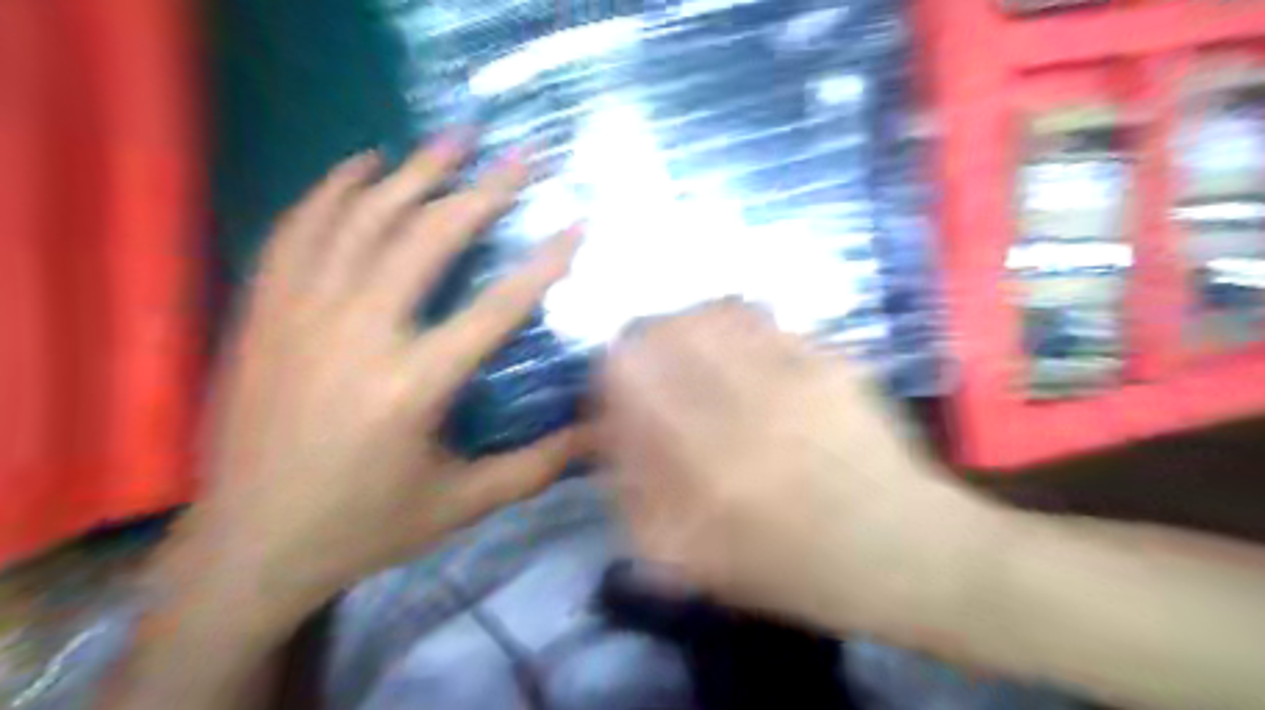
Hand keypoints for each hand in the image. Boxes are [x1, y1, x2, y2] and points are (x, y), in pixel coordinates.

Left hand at [172, 134, 588, 619]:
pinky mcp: (265, 313)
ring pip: (360, 219)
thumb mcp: (463, 504)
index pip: (494, 307)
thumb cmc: (367, 526)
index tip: (576, 224)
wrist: (250, 546)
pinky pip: (299, 231)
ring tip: (452, 139)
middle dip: (479, 192)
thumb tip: (602, 437)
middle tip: (518, 157)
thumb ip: (538, 465)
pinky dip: (332, 191)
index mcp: (412, 386)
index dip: (543, 263)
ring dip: (412, 172)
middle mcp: (355, 335)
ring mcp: (301, 316)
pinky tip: (362, 168)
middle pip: (425, 239)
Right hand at [598, 304, 1004, 640]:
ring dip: (684, 325)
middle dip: (641, 341)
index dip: (608, 373)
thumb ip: (638, 500)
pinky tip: (733, 346)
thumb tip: (604, 438)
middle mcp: (744, 404)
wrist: (903, 549)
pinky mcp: (826, 358)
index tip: (612, 389)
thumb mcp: (698, 560)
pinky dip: (729, 322)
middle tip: (646, 361)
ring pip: (710, 313)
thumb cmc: (796, 568)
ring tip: (687, 347)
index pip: (628, 375)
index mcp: (705, 462)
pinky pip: (760, 317)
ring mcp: (791, 374)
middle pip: (666, 329)